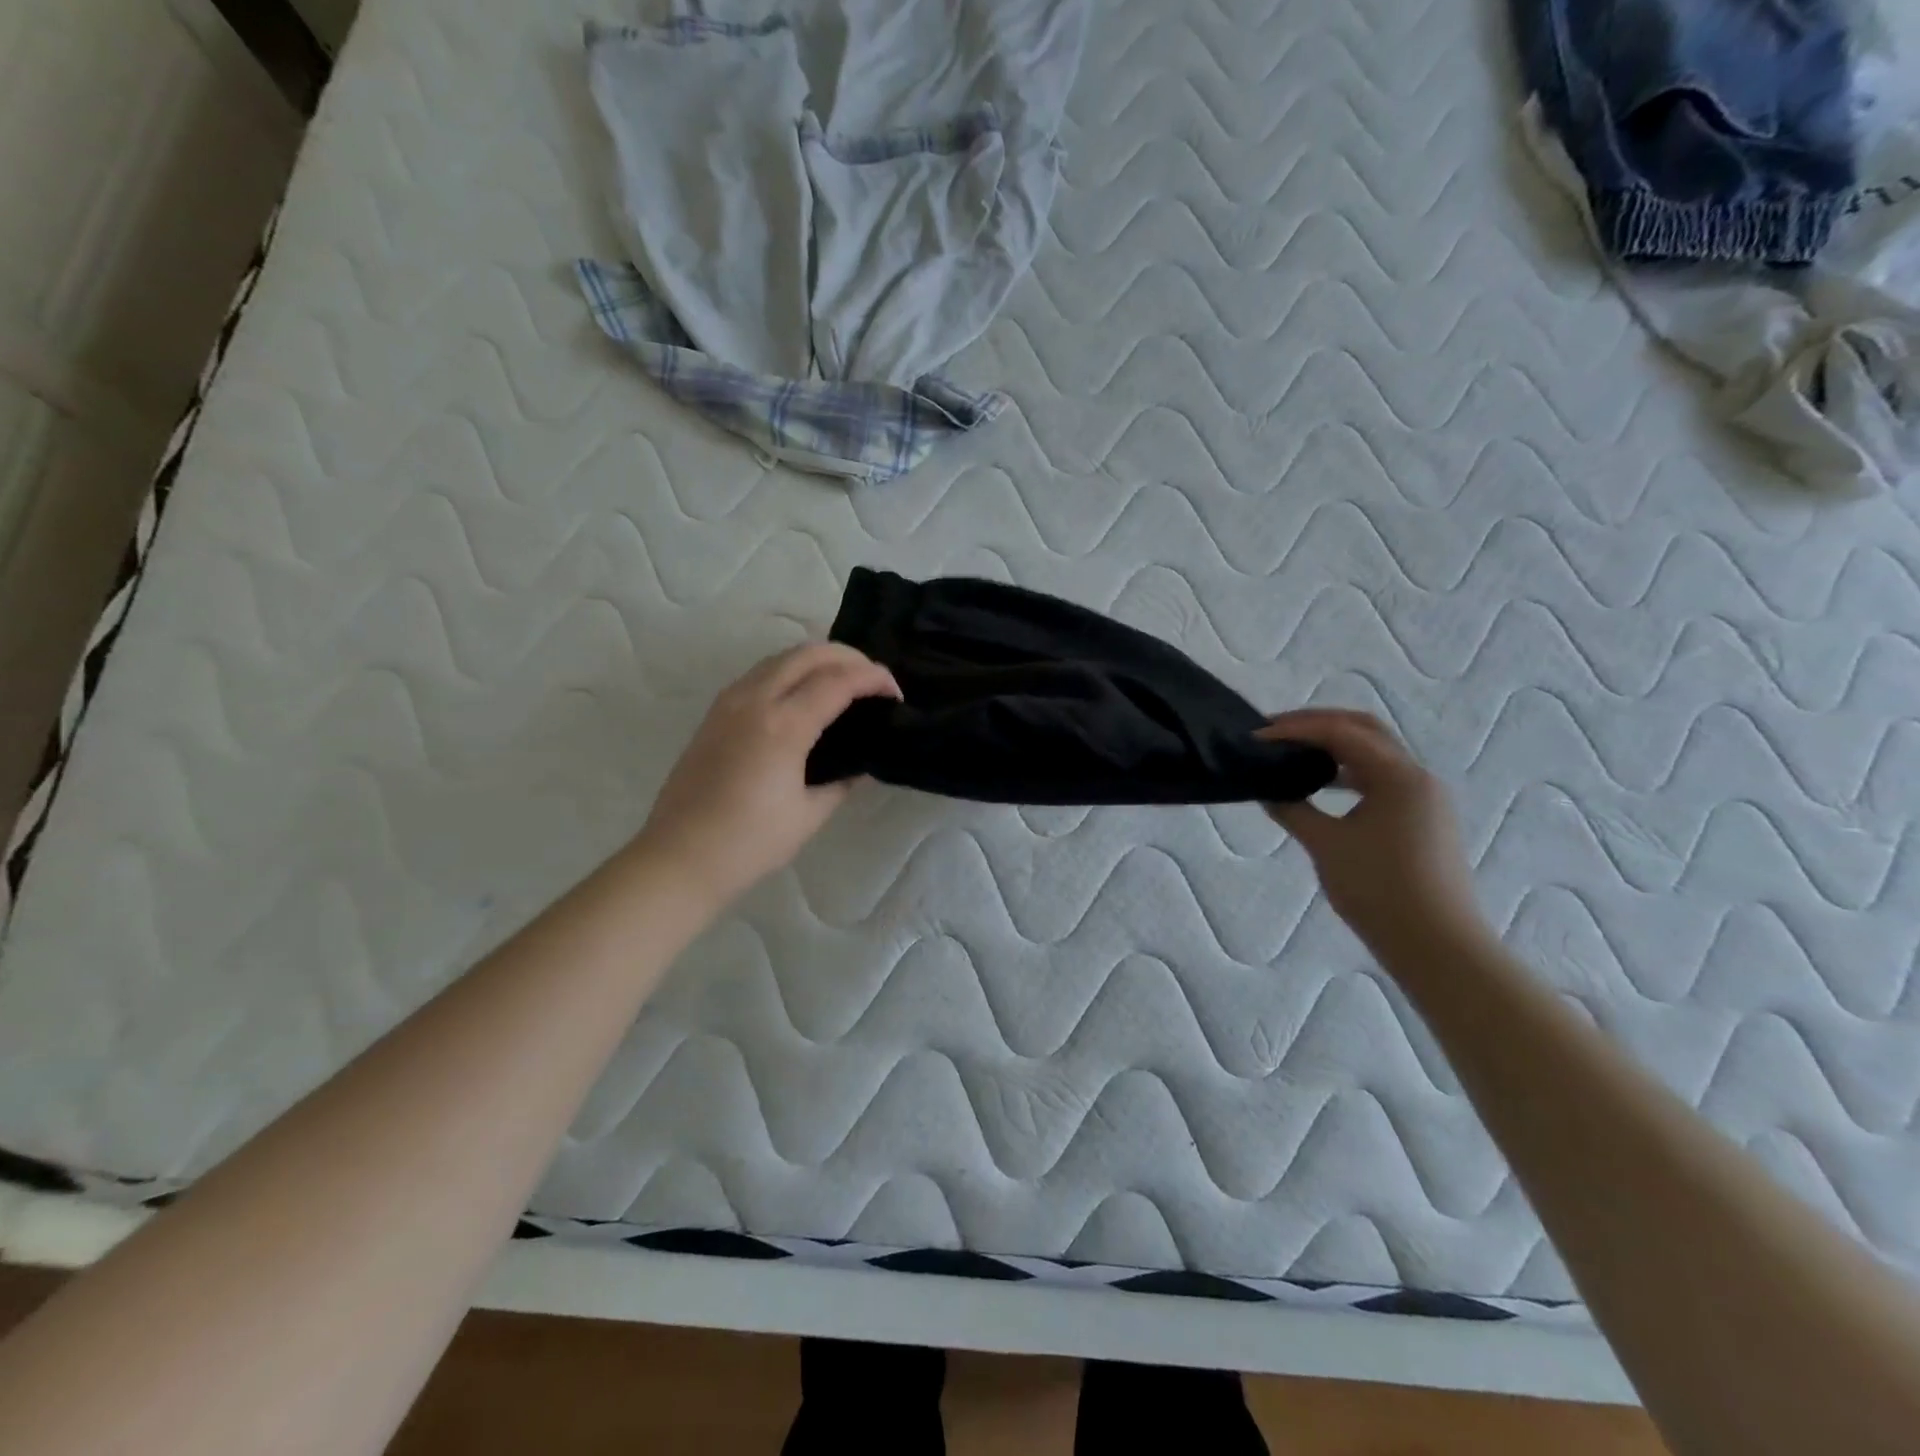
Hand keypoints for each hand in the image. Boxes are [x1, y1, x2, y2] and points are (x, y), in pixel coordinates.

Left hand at [635, 643, 900, 906]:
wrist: (679, 857)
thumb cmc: (750, 843)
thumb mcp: (809, 814)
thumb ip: (841, 781)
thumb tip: (860, 766)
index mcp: (782, 726)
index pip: (837, 681)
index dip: (872, 678)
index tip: (895, 692)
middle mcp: (754, 701)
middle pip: (808, 654)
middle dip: (849, 657)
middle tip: (873, 679)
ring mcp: (729, 703)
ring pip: (780, 657)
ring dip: (818, 659)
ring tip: (843, 681)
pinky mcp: (714, 713)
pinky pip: (760, 673)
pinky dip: (790, 671)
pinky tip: (803, 694)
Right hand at [1260, 709, 1487, 952]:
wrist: (1436, 945)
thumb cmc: (1379, 890)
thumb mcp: (1326, 845)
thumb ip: (1293, 809)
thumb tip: (1268, 791)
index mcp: (1399, 776)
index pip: (1341, 732)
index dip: (1295, 729)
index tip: (1256, 737)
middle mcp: (1417, 776)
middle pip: (1364, 730)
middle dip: (1318, 725)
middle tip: (1275, 731)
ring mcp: (1424, 798)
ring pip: (1374, 753)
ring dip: (1333, 747)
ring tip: (1292, 754)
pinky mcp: (1422, 818)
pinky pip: (1380, 778)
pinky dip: (1348, 772)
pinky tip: (1321, 786)